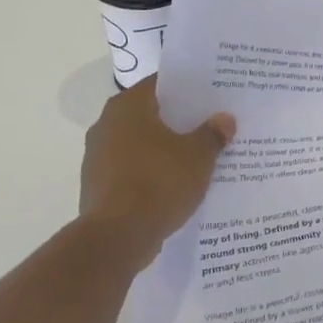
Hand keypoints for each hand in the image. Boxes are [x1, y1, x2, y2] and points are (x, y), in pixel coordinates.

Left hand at [78, 77, 235, 270]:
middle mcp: (106, 124)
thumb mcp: (198, 157)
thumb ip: (212, 134)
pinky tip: (176, 183)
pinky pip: (132, 168)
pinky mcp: (98, 185)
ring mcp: (97, 156)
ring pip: (141, 143)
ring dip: (164, 148)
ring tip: (197, 155)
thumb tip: (224, 119)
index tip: (211, 94)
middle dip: (179, 120)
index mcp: (128, 107)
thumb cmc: (158, 183)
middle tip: (210, 123)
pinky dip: (151, 171)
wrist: (116, 239)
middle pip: (150, 113)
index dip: (188, 88)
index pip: (161, 84)